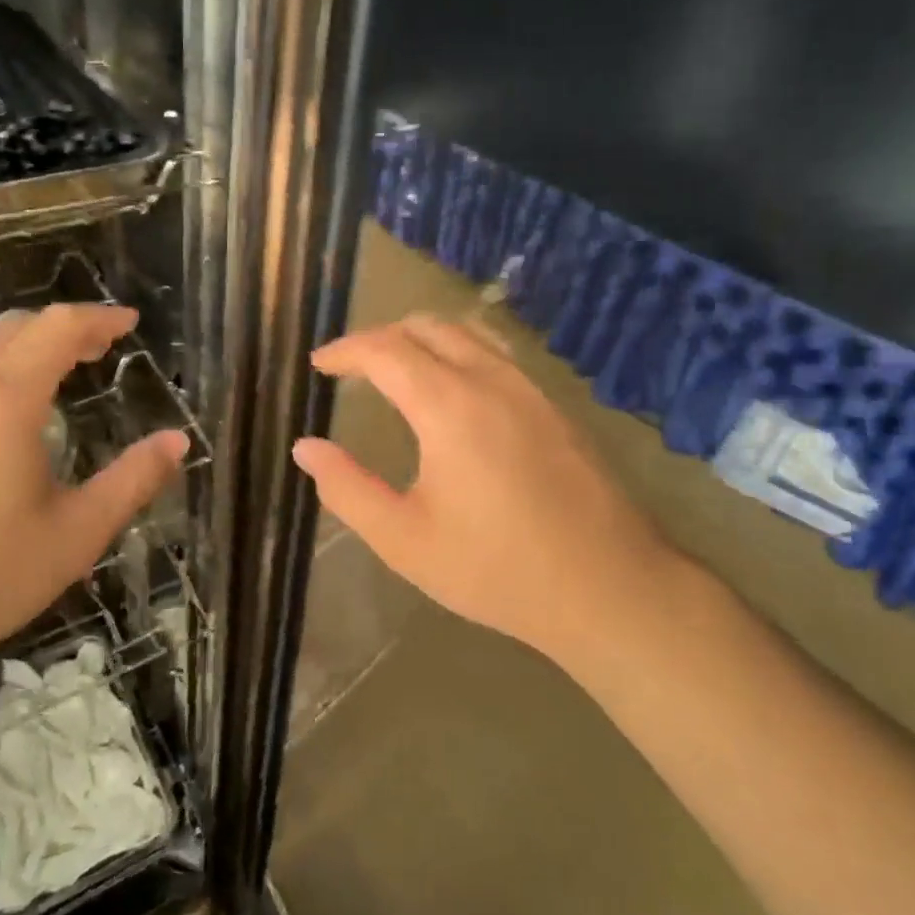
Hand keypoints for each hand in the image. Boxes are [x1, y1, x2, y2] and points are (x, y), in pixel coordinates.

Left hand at [0, 304, 187, 707]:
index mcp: (1, 400)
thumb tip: (177, 441)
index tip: (128, 322)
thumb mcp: (74, 536)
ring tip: (42, 379)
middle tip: (94, 349)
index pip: (57, 328)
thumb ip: (132, 481)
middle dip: (58, 329)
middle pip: (9, 328)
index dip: (98, 318)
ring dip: (13, 351)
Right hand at [291, 316, 684, 665]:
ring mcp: (530, 389)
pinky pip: (497, 354)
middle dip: (381, 337)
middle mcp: (491, 379)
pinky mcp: (554, 407)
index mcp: (449, 405)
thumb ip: (347, 489)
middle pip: (427, 326)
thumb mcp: (404, 540)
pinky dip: (459, 352)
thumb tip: (305, 448)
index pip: (385, 349)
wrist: (608, 587)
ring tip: (397, 369)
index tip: (318, 365)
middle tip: (352, 367)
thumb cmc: (495, 568)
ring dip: (423, 338)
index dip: (344, 350)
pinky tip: (455, 392)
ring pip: (468, 333)